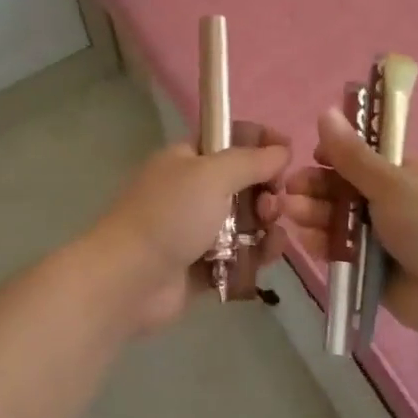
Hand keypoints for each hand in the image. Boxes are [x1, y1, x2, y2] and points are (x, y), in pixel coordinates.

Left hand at [89, 125, 290, 333]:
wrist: (129, 280)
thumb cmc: (169, 216)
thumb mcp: (211, 175)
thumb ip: (251, 160)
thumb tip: (282, 150)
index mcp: (187, 159)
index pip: (229, 137)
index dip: (260, 140)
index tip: (288, 151)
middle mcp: (194, 190)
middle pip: (245, 181)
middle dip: (267, 188)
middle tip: (271, 202)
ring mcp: (199, 229)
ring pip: (248, 220)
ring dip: (266, 224)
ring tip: (268, 234)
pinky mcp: (206, 265)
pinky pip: (243, 254)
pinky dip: (257, 253)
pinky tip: (268, 255)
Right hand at [267, 109, 417, 342]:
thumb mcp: (392, 184)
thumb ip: (352, 155)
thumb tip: (325, 111)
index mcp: (408, 174)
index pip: (365, 157)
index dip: (337, 155)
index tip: (315, 156)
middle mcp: (396, 203)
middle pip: (346, 189)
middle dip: (317, 187)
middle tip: (290, 189)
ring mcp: (385, 239)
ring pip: (340, 220)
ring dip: (315, 212)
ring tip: (291, 212)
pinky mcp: (375, 271)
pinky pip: (343, 252)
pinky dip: (324, 244)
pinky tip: (306, 238)